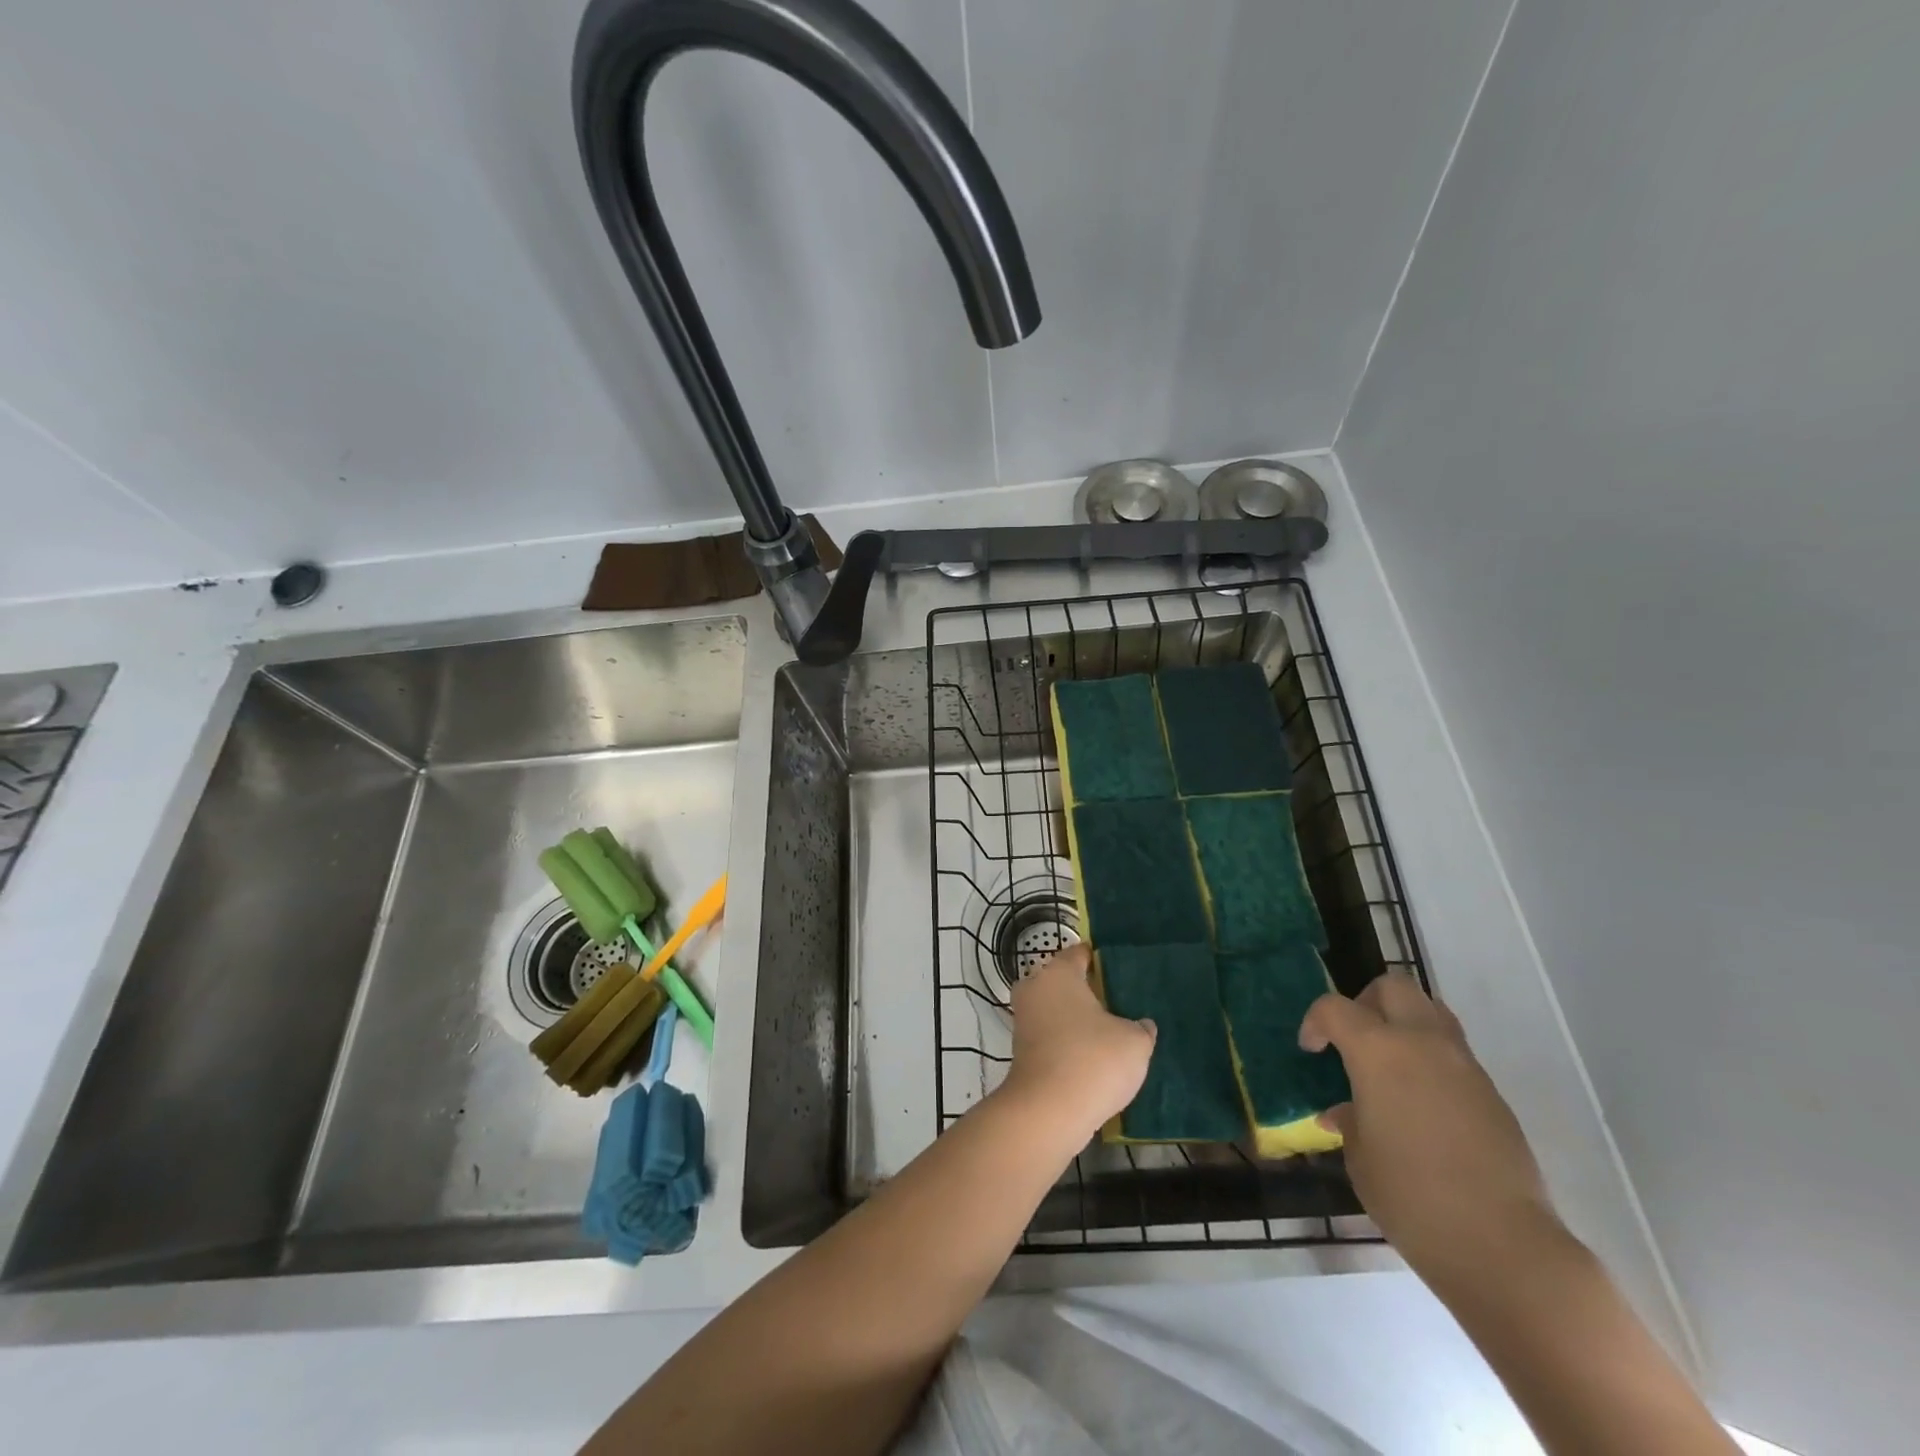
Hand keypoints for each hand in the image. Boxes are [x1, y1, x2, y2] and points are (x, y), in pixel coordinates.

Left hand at [1001, 944, 1156, 1144]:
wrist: (1047, 1112)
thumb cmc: (1093, 1061)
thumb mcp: (1135, 1042)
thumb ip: (1141, 1027)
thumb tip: (1142, 1025)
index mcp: (1058, 973)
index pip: (1080, 953)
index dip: (1101, 960)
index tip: (1122, 972)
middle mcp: (1035, 988)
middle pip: (1064, 982)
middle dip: (1088, 992)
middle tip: (1120, 1006)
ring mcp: (1024, 1020)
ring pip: (1056, 1010)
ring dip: (1077, 1021)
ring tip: (1111, 1036)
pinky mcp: (1021, 1050)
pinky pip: (1050, 1036)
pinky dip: (1067, 1043)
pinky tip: (1093, 1060)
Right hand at [1301, 972, 1559, 1286]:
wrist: (1504, 1246)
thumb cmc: (1411, 1197)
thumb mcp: (1360, 1159)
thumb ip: (1350, 1121)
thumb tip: (1346, 1112)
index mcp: (1378, 1051)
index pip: (1335, 1008)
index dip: (1315, 1021)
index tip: (1311, 1050)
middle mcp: (1422, 1044)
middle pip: (1393, 987)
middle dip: (1366, 1002)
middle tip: (1354, 1039)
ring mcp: (1464, 1066)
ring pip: (1431, 1012)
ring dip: (1404, 1024)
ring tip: (1389, 1066)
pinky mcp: (1492, 1094)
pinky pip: (1454, 1053)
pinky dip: (1431, 1060)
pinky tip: (1421, 1105)